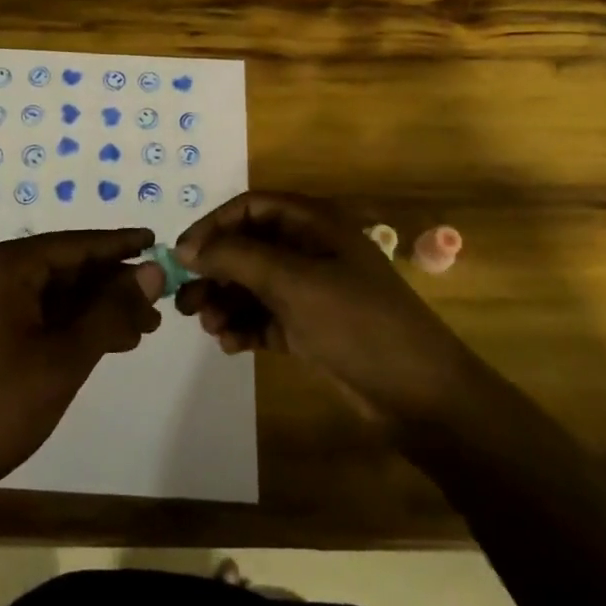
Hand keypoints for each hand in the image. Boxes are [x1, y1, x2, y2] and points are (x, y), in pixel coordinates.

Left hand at [0, 228, 163, 495]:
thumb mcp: (65, 358)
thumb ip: (112, 311)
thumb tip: (154, 272)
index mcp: (4, 266)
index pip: (74, 244)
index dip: (119, 245)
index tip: (157, 241)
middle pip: (66, 267)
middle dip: (113, 285)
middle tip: (159, 302)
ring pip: (55, 293)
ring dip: (98, 308)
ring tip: (144, 327)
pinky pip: (39, 313)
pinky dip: (73, 324)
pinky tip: (108, 341)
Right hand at [173, 193, 462, 420]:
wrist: (423, 397)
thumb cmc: (358, 323)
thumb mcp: (294, 282)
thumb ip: (237, 258)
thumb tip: (186, 247)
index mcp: (314, 225)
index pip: (251, 208)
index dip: (214, 225)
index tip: (182, 255)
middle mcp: (310, 251)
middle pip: (248, 247)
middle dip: (215, 270)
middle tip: (185, 299)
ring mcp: (312, 291)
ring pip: (253, 285)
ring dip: (226, 301)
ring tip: (208, 326)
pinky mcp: (311, 329)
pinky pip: (266, 317)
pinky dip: (245, 327)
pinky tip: (230, 345)